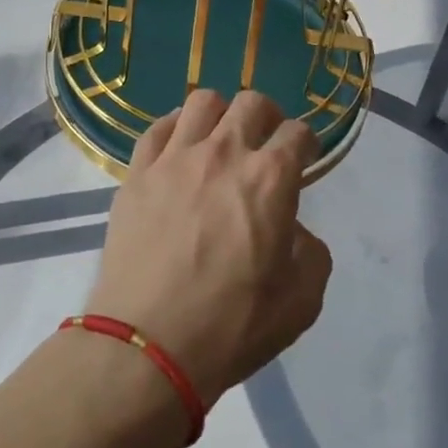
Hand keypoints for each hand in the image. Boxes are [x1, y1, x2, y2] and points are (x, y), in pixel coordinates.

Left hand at [87, 90, 330, 404]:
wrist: (147, 345)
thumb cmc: (231, 326)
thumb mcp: (301, 302)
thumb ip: (311, 253)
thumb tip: (293, 230)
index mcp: (270, 179)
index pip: (298, 132)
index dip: (307, 141)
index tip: (304, 158)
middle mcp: (224, 153)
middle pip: (252, 102)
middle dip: (268, 116)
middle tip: (265, 143)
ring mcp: (174, 158)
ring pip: (202, 101)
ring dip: (220, 114)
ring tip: (219, 140)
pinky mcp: (137, 172)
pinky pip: (157, 128)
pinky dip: (175, 130)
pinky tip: (178, 150)